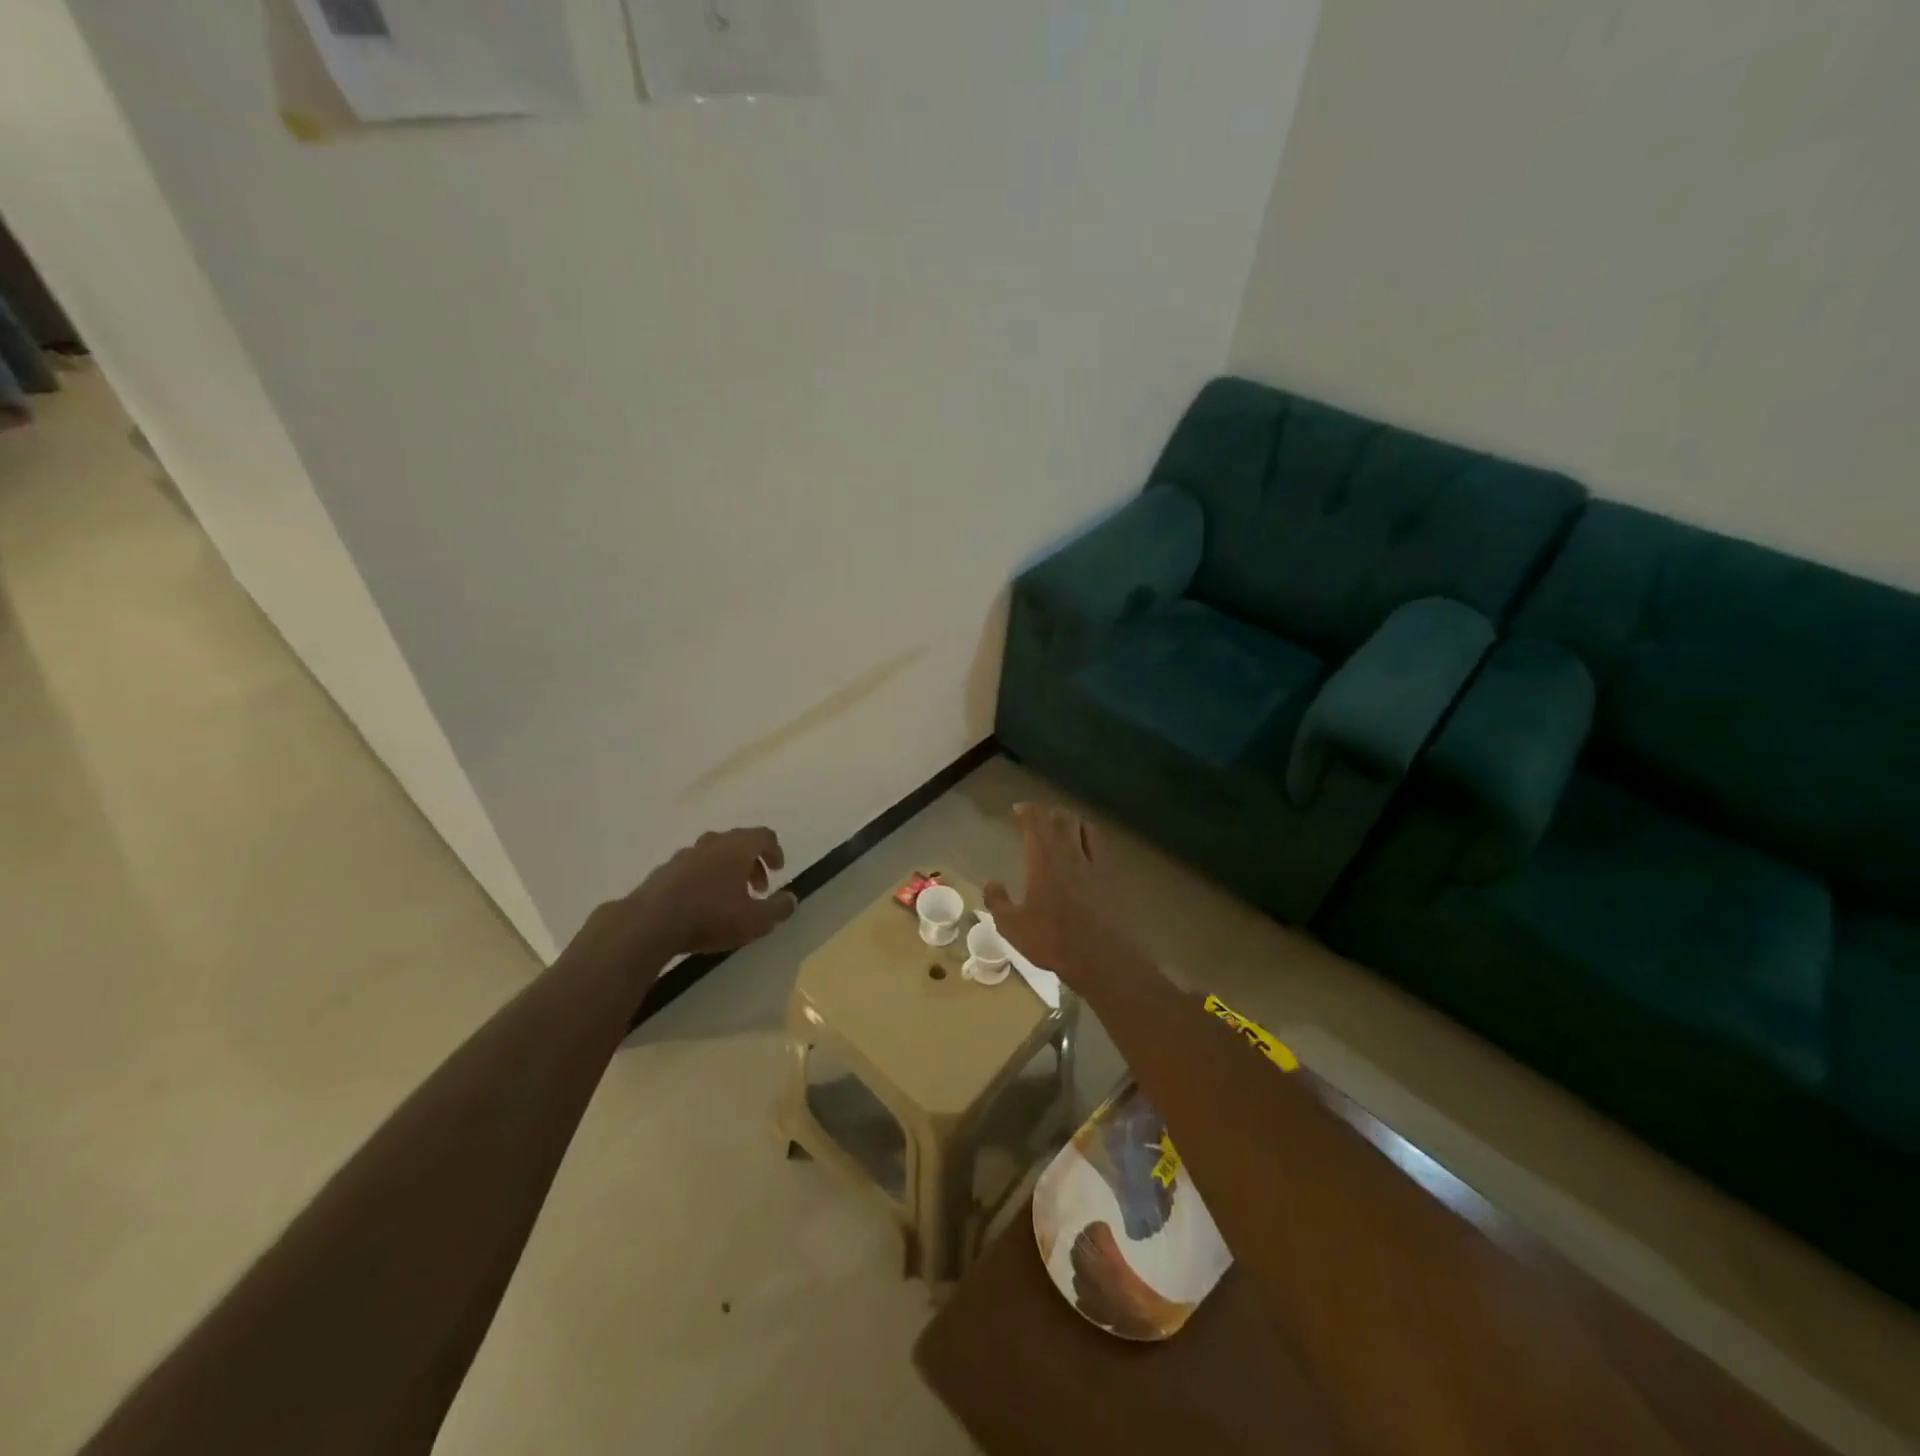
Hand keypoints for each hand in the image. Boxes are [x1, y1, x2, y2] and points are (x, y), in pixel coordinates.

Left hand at [573, 827, 797, 970]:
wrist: (650, 923)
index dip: (774, 851)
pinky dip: (703, 878)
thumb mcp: (755, 920)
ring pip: (714, 853)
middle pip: (739, 842)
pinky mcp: (664, 870)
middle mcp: (712, 843)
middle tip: (757, 888)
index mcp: (737, 848)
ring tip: (729, 897)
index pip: (764, 836)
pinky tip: (700, 903)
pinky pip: (692, 867)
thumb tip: (792, 900)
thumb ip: (778, 909)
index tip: (778, 870)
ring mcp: (685, 854)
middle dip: (752, 863)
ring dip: (727, 870)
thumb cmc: (711, 916)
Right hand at [984, 805, 1146, 990]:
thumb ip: (997, 901)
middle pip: (1064, 818)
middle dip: (1050, 813)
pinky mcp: (1113, 878)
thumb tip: (990, 882)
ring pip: (1087, 828)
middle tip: (1041, 820)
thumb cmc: (1052, 940)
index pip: (1037, 821)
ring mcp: (1096, 864)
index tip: (1019, 809)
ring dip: (1074, 823)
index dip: (1028, 810)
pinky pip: (1102, 847)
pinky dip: (1091, 841)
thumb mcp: (1012, 926)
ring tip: (1066, 831)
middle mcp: (1071, 853)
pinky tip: (1087, 855)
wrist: (1102, 958)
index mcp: (1044, 859)